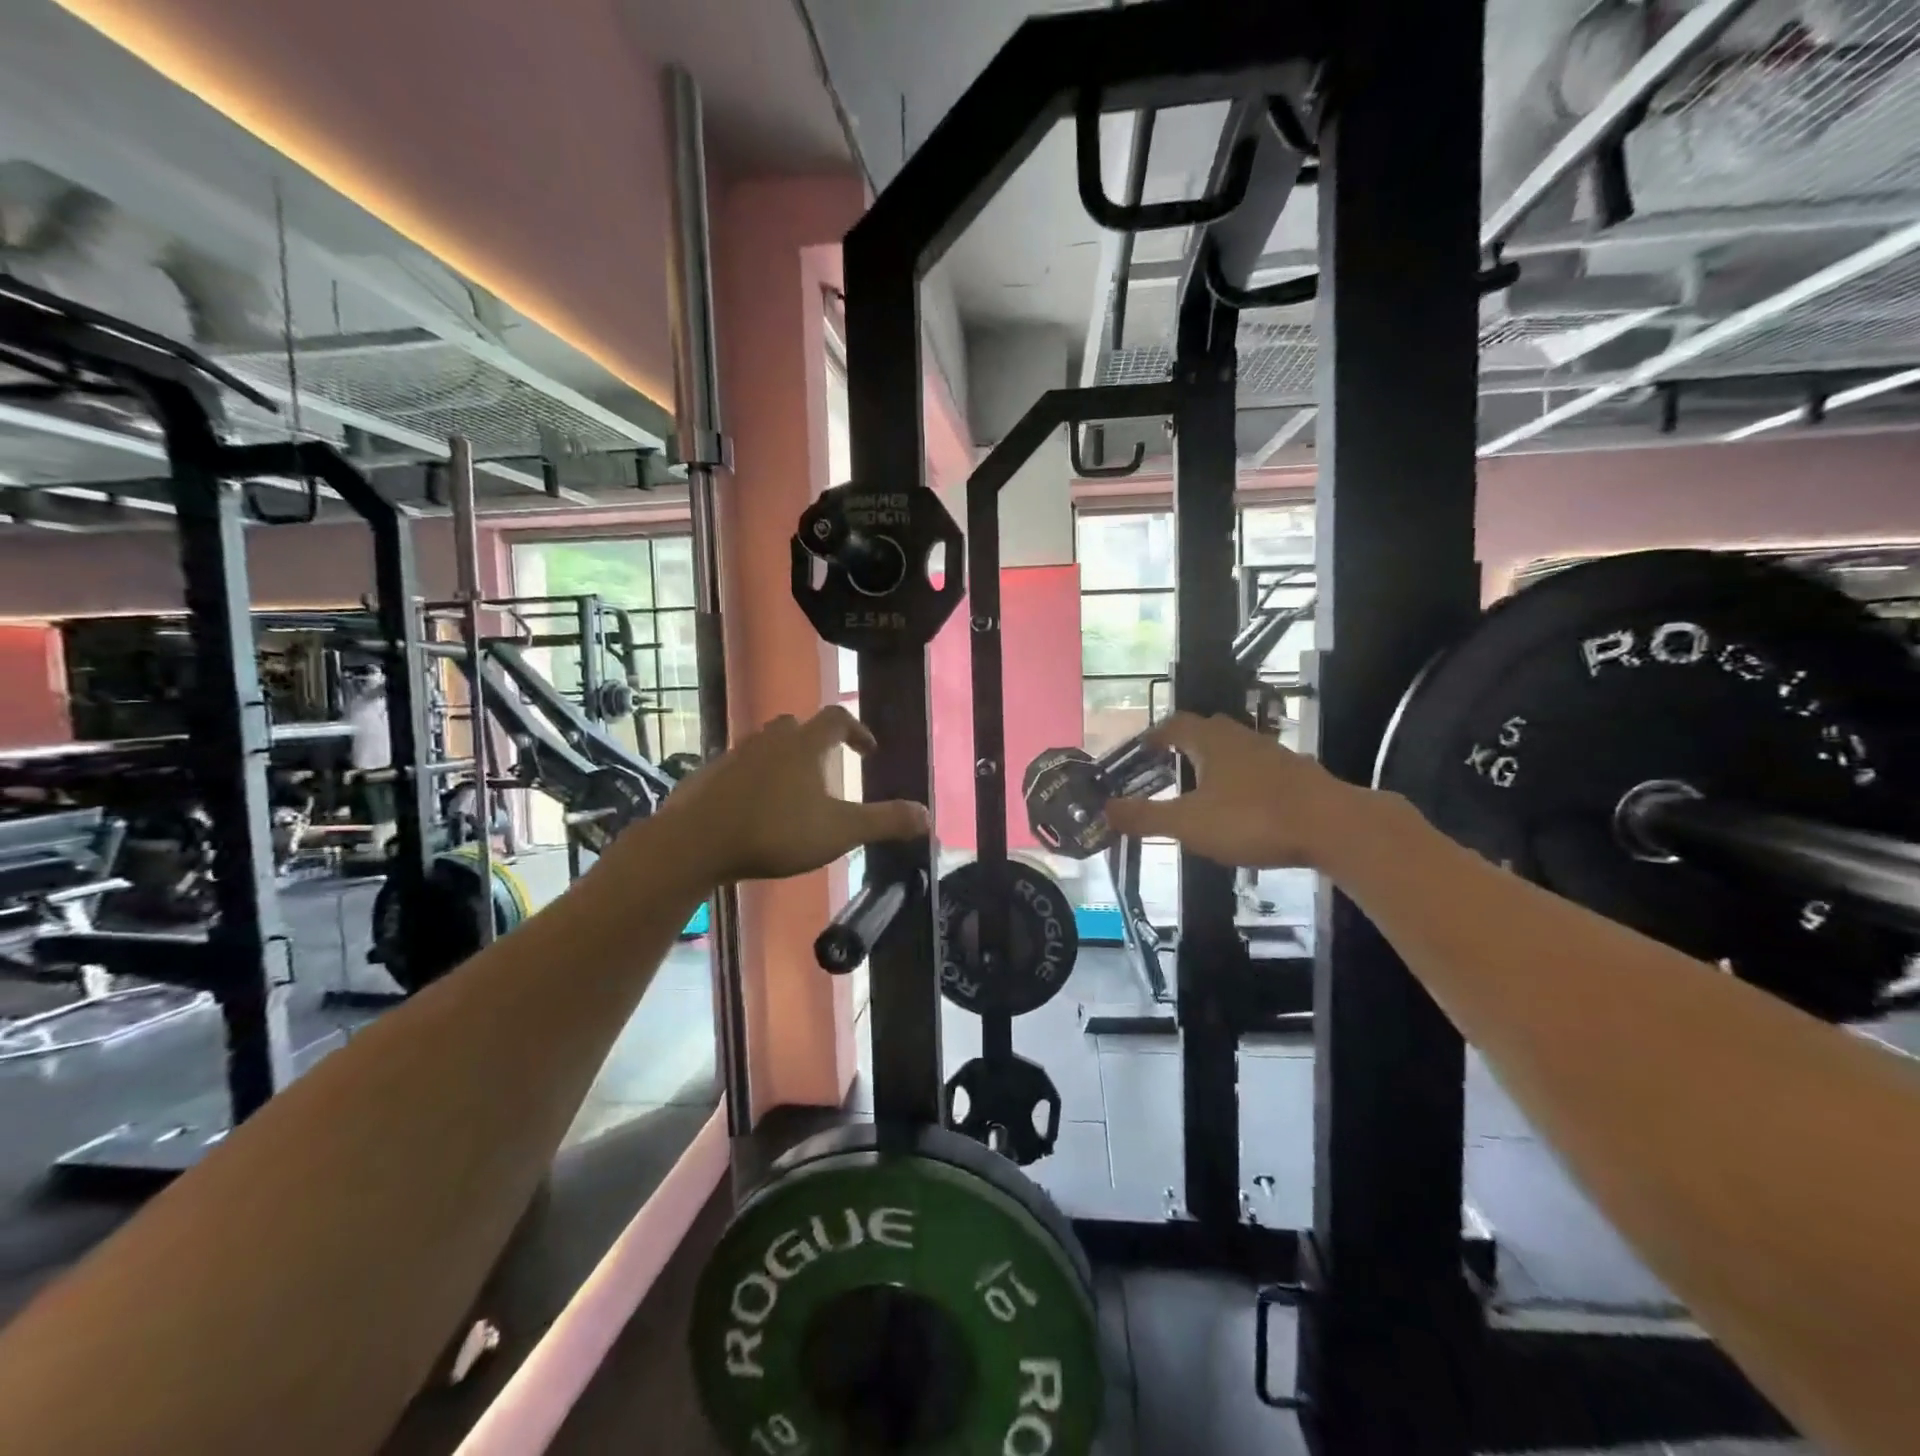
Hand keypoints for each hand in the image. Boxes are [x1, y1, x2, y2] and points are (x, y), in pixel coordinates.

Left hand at [653, 707, 928, 883]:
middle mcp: (769, 740)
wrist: (695, 843)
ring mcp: (734, 755)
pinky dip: (753, 780)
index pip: (837, 719)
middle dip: (816, 743)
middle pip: (797, 726)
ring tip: (793, 794)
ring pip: (765, 746)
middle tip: (827, 771)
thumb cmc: (775, 831)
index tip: (868, 752)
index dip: (857, 730)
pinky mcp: (707, 776)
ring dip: (783, 761)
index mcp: (804, 745)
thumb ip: (885, 822)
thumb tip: (928, 816)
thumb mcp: (840, 832)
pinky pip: (738, 769)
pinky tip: (754, 810)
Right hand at [1104, 712, 1366, 868]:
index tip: (1141, 751)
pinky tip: (1244, 809)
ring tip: (1203, 790)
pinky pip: (1261, 771)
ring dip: (1217, 764)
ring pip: (1237, 750)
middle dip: (1186, 746)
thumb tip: (1103, 810)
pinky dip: (1245, 783)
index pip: (1175, 724)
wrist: (1334, 827)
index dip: (1154, 735)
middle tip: (1169, 768)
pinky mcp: (1300, 776)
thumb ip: (1145, 817)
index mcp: (1211, 742)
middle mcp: (1242, 738)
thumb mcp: (1188, 823)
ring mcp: (1275, 755)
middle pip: (1208, 731)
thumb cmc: (1252, 819)